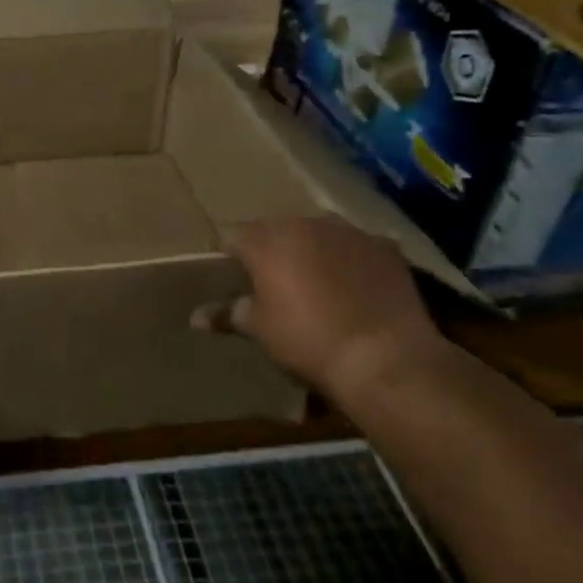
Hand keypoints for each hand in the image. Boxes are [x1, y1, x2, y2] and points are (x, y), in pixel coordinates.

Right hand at [199, 216, 449, 404]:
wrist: (385, 358)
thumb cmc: (308, 341)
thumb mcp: (260, 330)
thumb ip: (227, 314)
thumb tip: (196, 317)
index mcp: (266, 241)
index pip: (232, 234)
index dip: (228, 255)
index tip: (230, 277)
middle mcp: (304, 224)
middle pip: (276, 229)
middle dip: (271, 250)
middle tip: (272, 282)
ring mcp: (349, 232)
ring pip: (318, 233)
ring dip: (312, 251)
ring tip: (317, 282)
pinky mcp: (385, 247)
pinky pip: (357, 247)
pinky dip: (351, 260)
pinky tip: (355, 286)